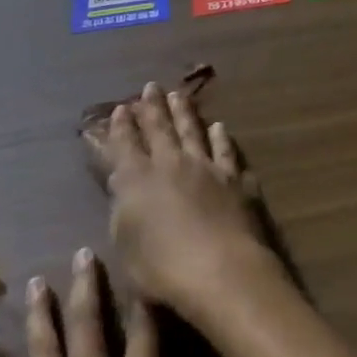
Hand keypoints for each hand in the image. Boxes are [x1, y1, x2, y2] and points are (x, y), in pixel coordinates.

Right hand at [87, 83, 274, 319]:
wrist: (221, 270)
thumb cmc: (162, 270)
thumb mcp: (126, 243)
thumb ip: (122, 207)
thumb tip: (121, 179)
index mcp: (137, 180)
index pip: (125, 146)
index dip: (121, 127)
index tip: (121, 108)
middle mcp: (171, 164)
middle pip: (160, 129)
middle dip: (152, 107)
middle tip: (150, 86)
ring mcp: (207, 168)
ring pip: (192, 132)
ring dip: (184, 113)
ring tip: (179, 95)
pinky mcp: (235, 179)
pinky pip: (226, 151)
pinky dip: (221, 138)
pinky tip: (219, 128)